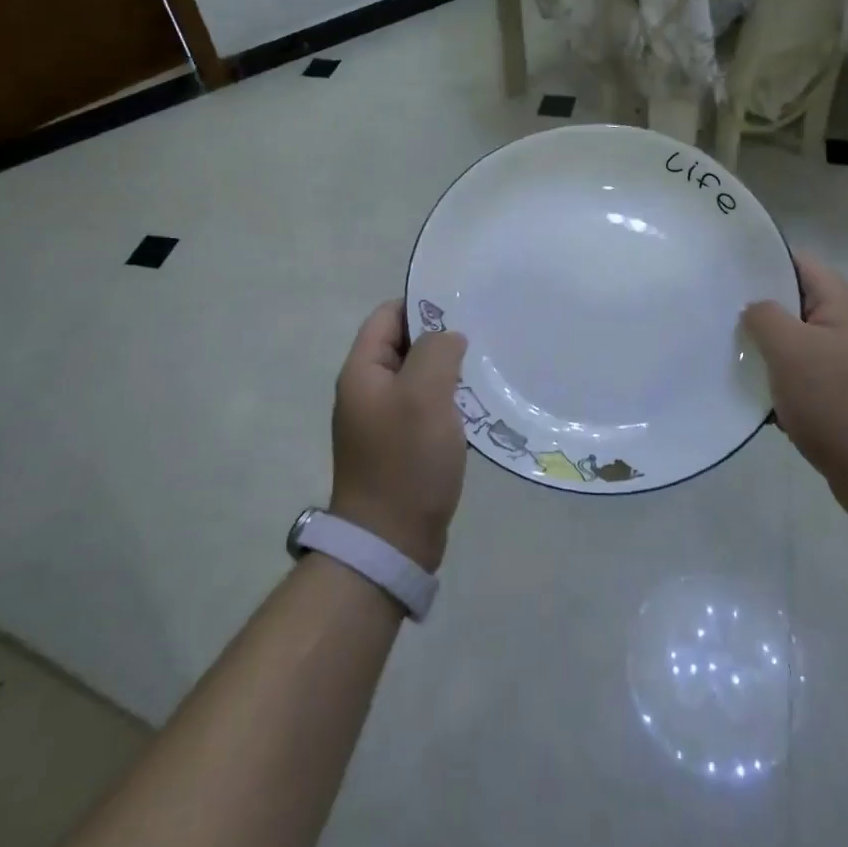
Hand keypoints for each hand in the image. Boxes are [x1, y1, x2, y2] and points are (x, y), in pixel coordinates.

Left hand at [329, 301, 468, 572]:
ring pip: (418, 377)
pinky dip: (448, 400)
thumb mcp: (424, 395)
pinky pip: (425, 407)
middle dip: (440, 338)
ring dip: (448, 371)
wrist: (390, 541)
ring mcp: (383, 420)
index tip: (462, 307)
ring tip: (484, 368)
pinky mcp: (400, 445)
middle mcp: (367, 390)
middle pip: (404, 345)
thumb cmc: (405, 461)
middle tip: (481, 337)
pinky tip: (476, 405)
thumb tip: (448, 337)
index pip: (388, 315)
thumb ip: (436, 352)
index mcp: (363, 371)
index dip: (422, 305)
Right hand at [742, 252, 847, 532]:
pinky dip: (776, 386)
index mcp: (842, 305)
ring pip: (794, 346)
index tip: (725, 270)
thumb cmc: (839, 402)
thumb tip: (753, 309)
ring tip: (723, 353)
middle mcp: (847, 330)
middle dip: (757, 309)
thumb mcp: (791, 350)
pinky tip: (749, 397)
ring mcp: (846, 367)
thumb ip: (764, 317)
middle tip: (715, 313)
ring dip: (764, 352)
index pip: (800, 263)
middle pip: (795, 305)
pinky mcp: (840, 402)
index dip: (764, 260)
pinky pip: (800, 382)